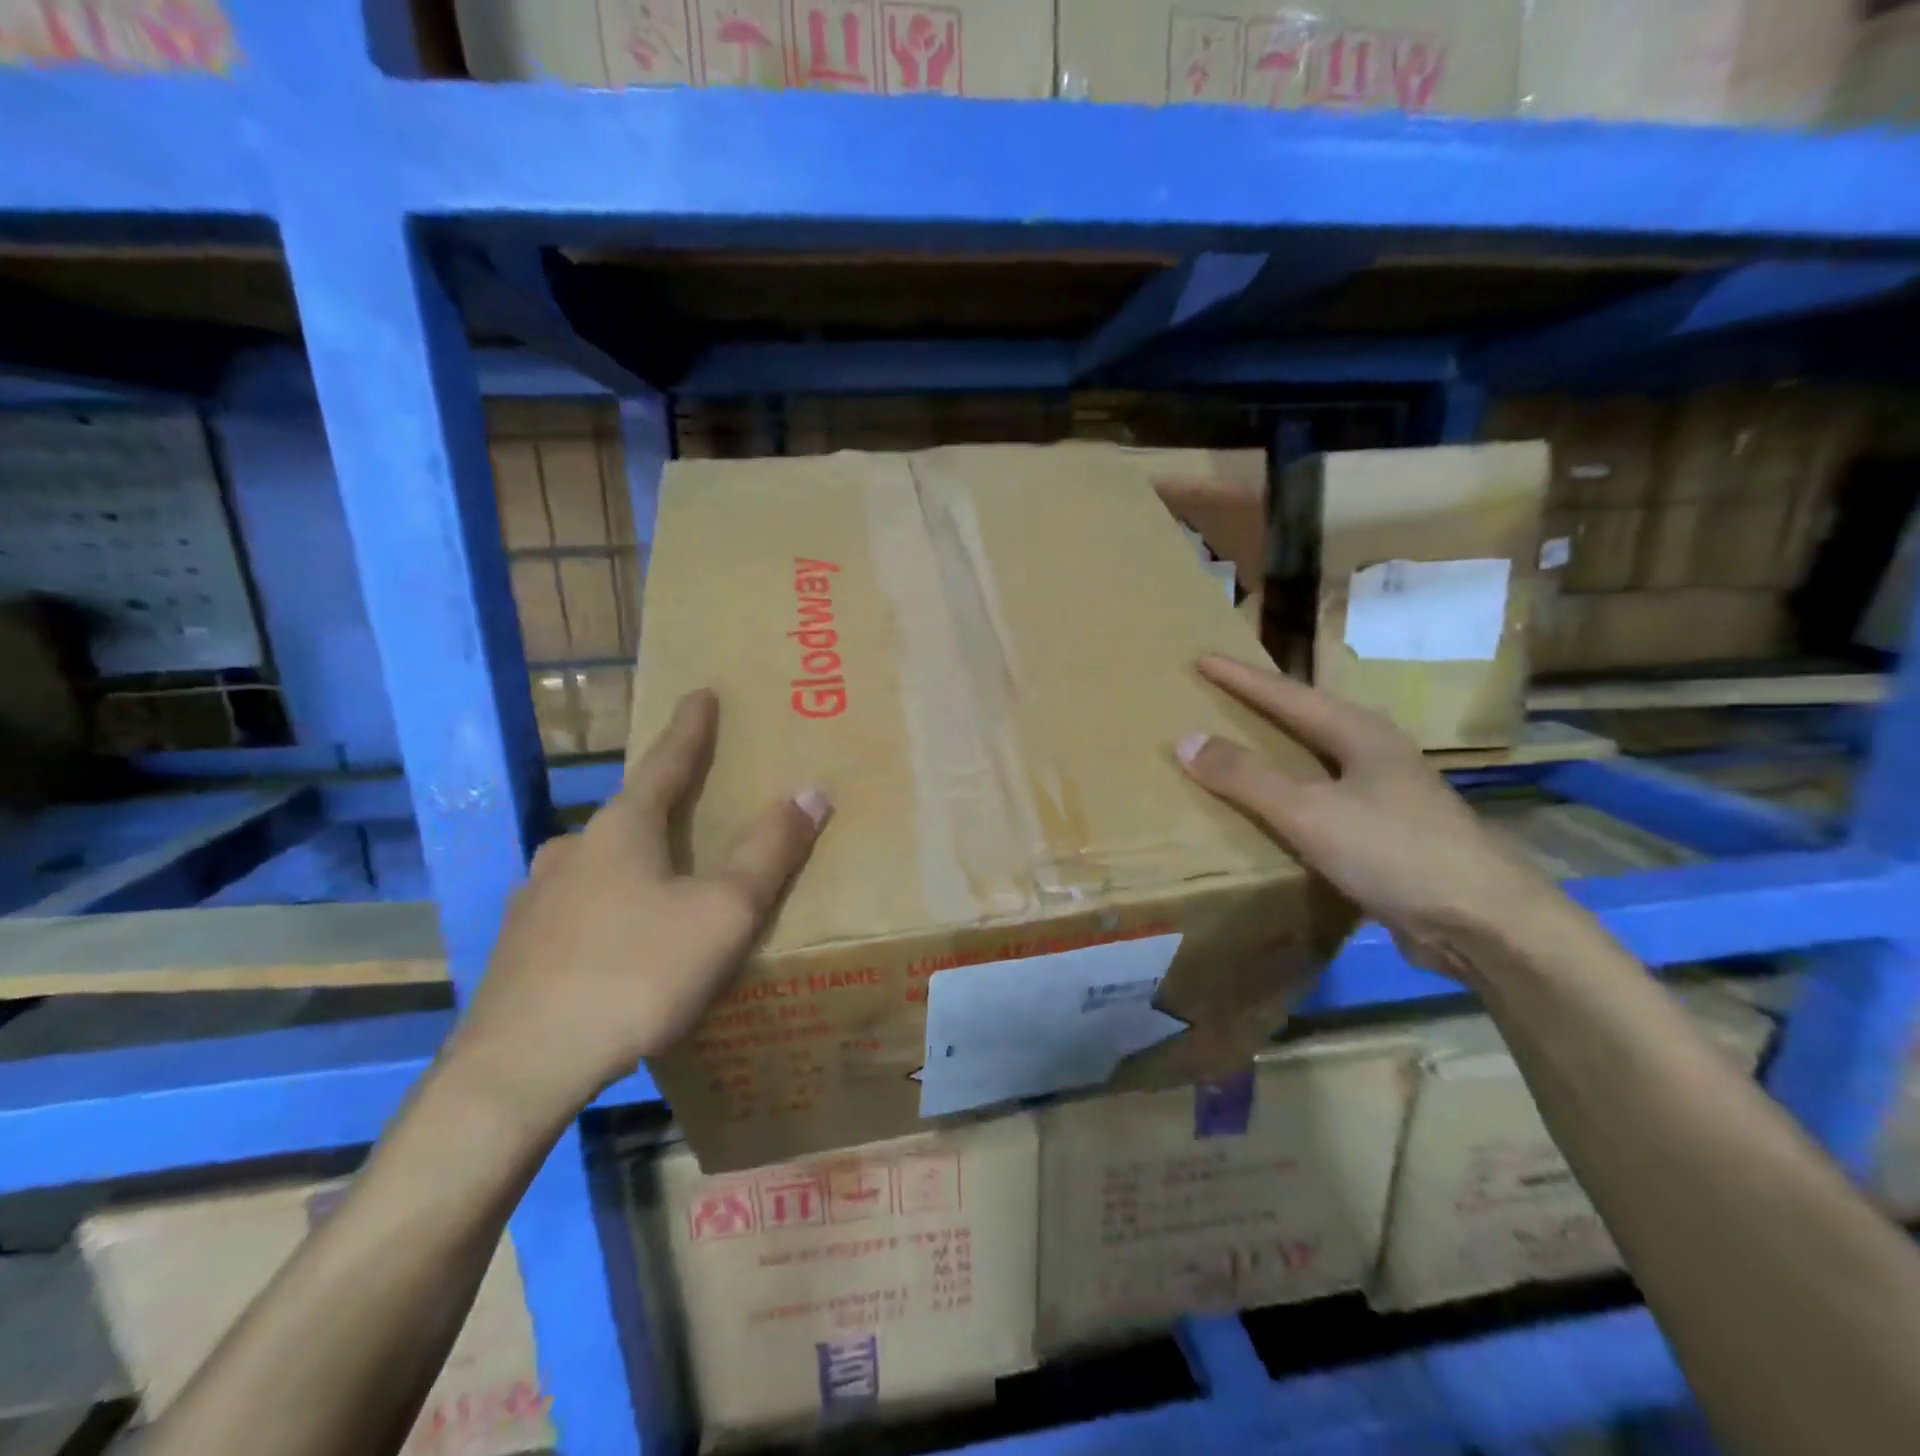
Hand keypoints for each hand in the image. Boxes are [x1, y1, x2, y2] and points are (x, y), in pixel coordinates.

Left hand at [450, 690, 829, 1120]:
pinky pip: (576, 907)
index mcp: (623, 830)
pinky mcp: (518, 946)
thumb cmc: (635, 974)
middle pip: (630, 812)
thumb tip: (811, 791)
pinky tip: (615, 939)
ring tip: (660, 879)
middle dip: (663, 803)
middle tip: (694, 806)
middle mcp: (573, 850)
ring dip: (633, 858)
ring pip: (598, 862)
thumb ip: (770, 851)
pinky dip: (607, 905)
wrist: (518, 1069)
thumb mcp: (723, 913)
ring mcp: (535, 898)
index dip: (691, 728)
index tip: (700, 692)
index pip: (667, 762)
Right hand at [1175, 655, 1566, 983]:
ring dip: (1277, 752)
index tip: (1202, 658)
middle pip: (1307, 719)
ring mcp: (1388, 796)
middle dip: (1262, 707)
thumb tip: (1187, 740)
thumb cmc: (1396, 852)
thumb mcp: (1311, 812)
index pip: (1287, 695)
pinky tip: (1275, 811)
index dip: (1241, 678)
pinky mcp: (1388, 836)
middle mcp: (1376, 755)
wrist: (1486, 925)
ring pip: (1318, 761)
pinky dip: (1291, 796)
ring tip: (1238, 747)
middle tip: (1218, 697)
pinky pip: (1324, 800)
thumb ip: (1247, 777)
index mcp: (1361, 734)